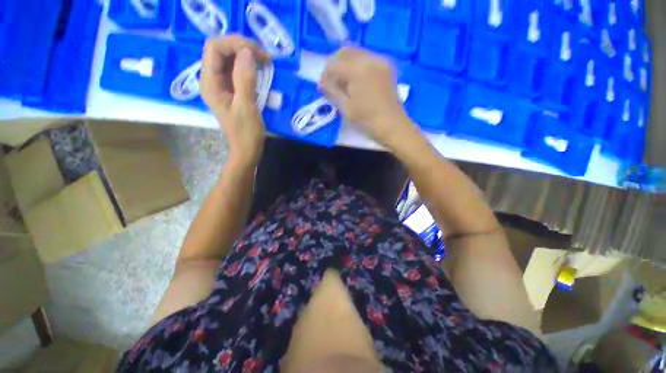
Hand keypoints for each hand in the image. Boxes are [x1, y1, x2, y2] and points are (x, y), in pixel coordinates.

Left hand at [200, 35, 270, 164]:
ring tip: (265, 61)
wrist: (247, 149)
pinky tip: (261, 69)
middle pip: (221, 50)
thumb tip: (247, 52)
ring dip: (247, 55)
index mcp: (210, 83)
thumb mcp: (246, 107)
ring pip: (230, 58)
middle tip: (264, 56)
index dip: (234, 44)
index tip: (257, 52)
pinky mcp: (232, 89)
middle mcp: (212, 80)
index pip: (214, 48)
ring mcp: (222, 84)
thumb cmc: (246, 132)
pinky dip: (249, 65)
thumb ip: (244, 79)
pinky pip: (237, 69)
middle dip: (242, 47)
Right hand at [319, 46, 414, 147]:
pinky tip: (356, 80)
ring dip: (346, 64)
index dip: (325, 74)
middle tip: (331, 81)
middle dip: (335, 64)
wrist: (393, 126)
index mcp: (358, 70)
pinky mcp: (387, 67)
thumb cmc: (367, 120)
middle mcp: (370, 59)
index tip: (322, 87)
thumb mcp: (346, 108)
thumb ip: (332, 92)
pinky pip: (367, 58)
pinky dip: (357, 65)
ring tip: (343, 82)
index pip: (334, 64)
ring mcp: (381, 61)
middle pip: (345, 51)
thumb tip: (321, 83)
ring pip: (357, 53)